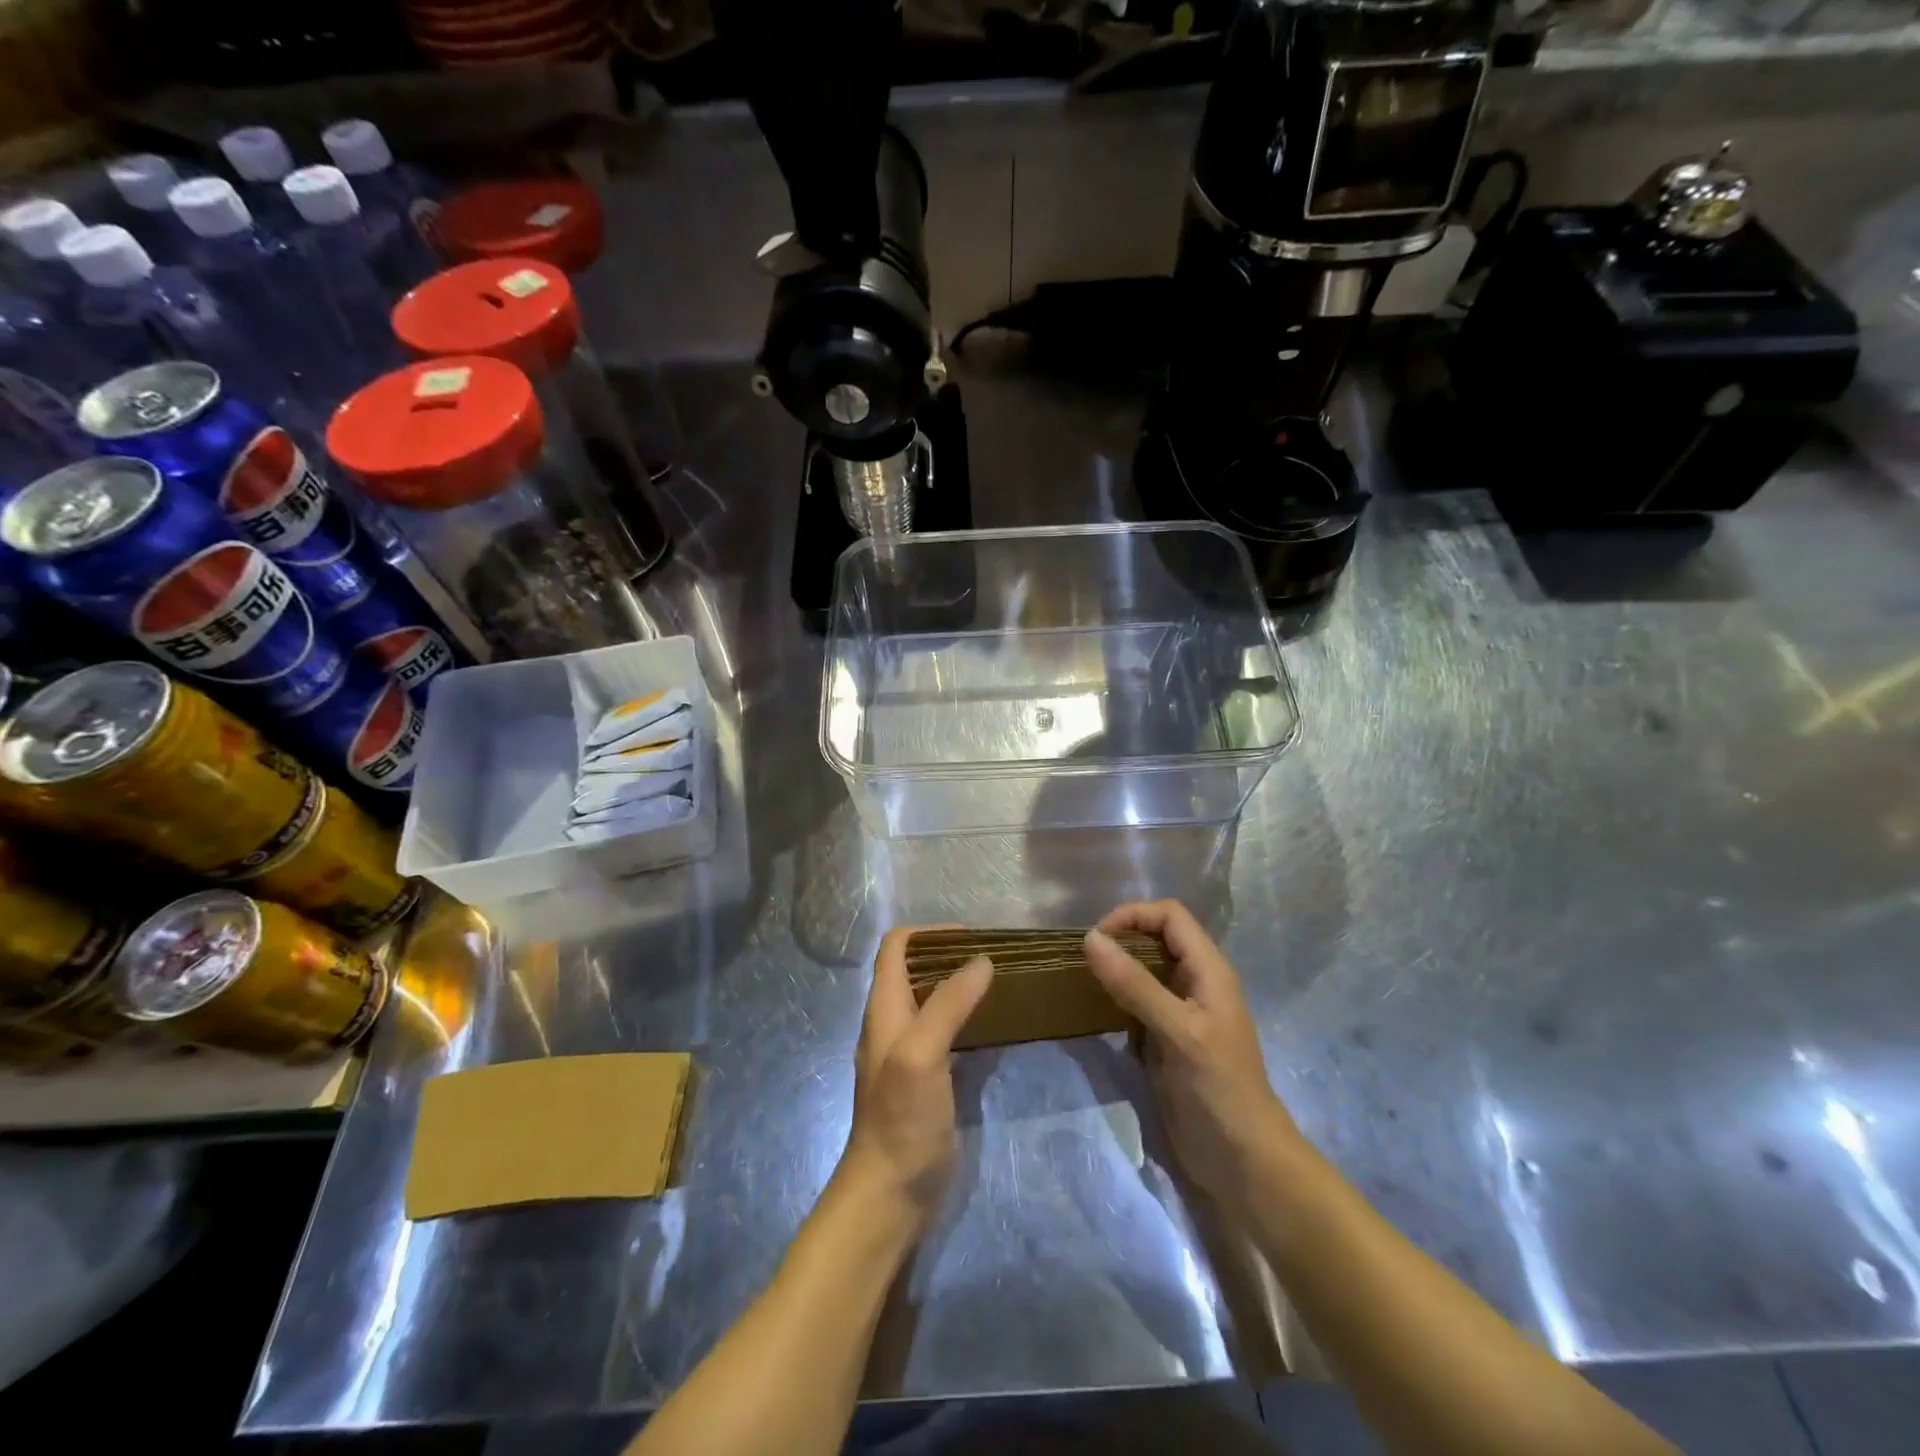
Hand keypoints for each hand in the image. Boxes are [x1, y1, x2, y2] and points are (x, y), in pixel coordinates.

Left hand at [837, 927, 992, 1230]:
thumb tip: (981, 960)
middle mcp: (894, 1023)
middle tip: (994, 959)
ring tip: (1000, 985)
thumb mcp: (921, 1053)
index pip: (896, 947)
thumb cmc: (901, 1118)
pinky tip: (995, 1028)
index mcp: (884, 1008)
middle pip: (916, 970)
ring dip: (961, 987)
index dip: (929, 933)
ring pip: (933, 1002)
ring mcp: (910, 1053)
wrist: (890, 1193)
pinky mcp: (928, 1080)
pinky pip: (948, 1035)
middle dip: (950, 956)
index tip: (970, 937)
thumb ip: (949, 1004)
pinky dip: (968, 1020)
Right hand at [1083, 901, 1299, 1210]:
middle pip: (1156, 938)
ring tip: (1083, 980)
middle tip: (1085, 959)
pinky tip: (1095, 1011)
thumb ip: (1135, 984)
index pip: (1170, 916)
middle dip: (1121, 939)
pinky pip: (1137, 1004)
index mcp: (1209, 970)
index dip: (1134, 915)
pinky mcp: (1167, 1040)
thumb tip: (1090, 939)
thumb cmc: (1219, 1088)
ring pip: (1145, 971)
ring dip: (1116, 969)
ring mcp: (1181, 1013)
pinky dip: (1116, 999)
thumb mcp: (1178, 1031)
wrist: (1243, 1163)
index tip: (1097, 938)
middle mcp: (1196, 984)